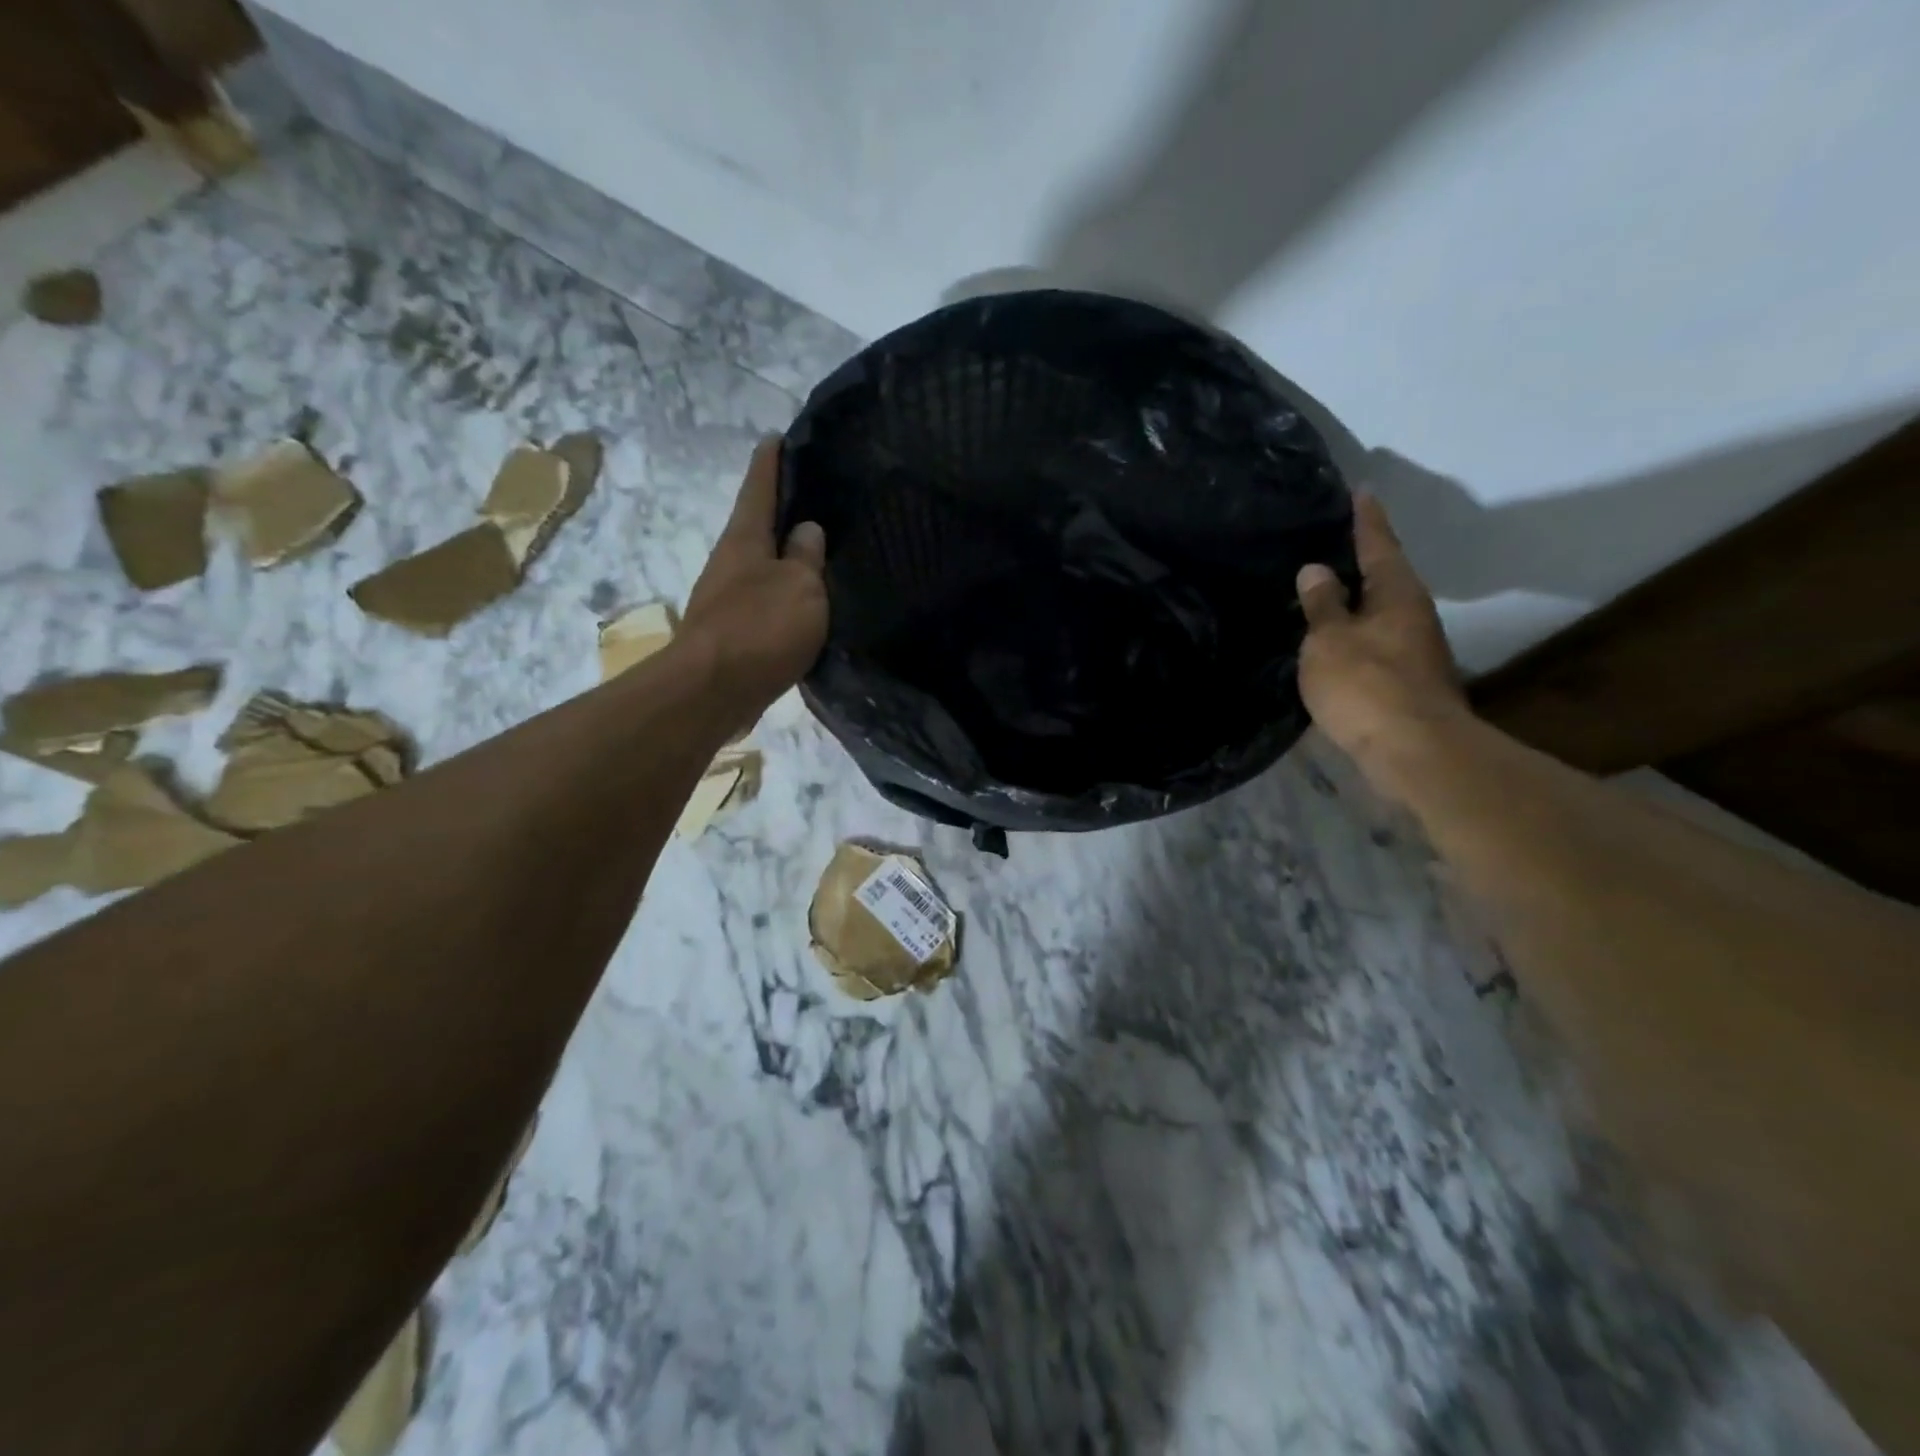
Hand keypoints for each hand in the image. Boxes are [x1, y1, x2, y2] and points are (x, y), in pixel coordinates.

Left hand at [678, 438, 827, 715]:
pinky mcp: (732, 632)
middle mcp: (730, 561)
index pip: (759, 487)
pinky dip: (783, 595)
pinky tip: (804, 602)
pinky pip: (764, 601)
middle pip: (757, 527)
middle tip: (816, 499)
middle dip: (781, 512)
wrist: (713, 691)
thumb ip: (807, 558)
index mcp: (745, 539)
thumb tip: (806, 531)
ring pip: (762, 566)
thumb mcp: (800, 587)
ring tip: (819, 552)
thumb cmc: (760, 628)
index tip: (778, 437)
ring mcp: (727, 598)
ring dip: (784, 558)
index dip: (771, 462)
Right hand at [1296, 492, 1466, 796]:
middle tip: (1333, 541)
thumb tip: (1317, 569)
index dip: (1365, 520)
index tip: (1360, 492)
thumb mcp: (1330, 640)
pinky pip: (1375, 640)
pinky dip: (1354, 631)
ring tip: (1325, 589)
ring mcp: (1414, 649)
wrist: (1413, 750)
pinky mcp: (1406, 679)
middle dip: (1362, 559)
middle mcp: (1412, 614)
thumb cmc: (1366, 685)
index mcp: (1396, 594)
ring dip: (1357, 599)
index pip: (1378, 544)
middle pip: (1385, 576)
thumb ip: (1322, 605)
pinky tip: (1333, 638)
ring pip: (1380, 611)